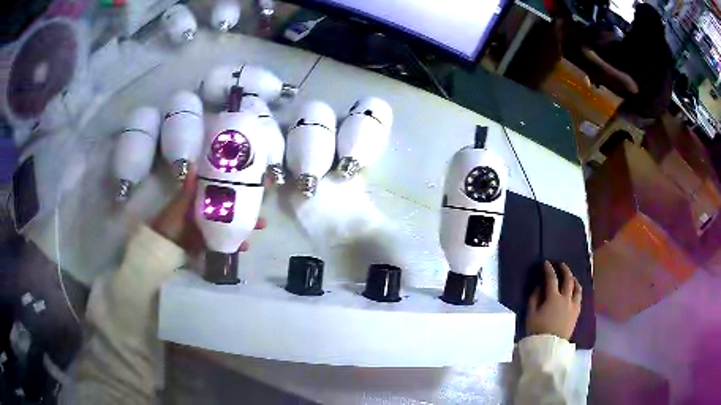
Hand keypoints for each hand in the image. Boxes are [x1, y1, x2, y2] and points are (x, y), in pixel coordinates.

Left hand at [151, 166, 265, 254]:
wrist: (163, 245)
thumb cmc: (171, 221)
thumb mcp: (180, 203)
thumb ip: (189, 188)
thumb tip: (195, 164)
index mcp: (202, 198)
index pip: (224, 189)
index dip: (240, 186)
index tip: (256, 184)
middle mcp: (208, 211)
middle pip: (232, 208)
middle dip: (248, 209)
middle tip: (263, 211)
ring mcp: (210, 228)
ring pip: (231, 225)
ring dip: (245, 227)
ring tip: (258, 229)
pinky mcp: (210, 242)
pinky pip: (226, 241)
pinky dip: (235, 243)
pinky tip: (244, 247)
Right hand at [526, 261, 581, 339]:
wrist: (549, 347)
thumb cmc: (537, 331)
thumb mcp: (531, 315)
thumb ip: (534, 298)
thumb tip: (538, 287)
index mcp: (553, 298)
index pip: (552, 278)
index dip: (548, 269)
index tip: (546, 263)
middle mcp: (566, 298)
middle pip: (568, 279)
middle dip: (564, 270)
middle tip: (560, 265)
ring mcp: (573, 306)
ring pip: (577, 287)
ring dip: (573, 279)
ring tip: (570, 277)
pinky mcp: (576, 313)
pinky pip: (579, 297)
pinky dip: (577, 290)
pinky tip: (574, 291)